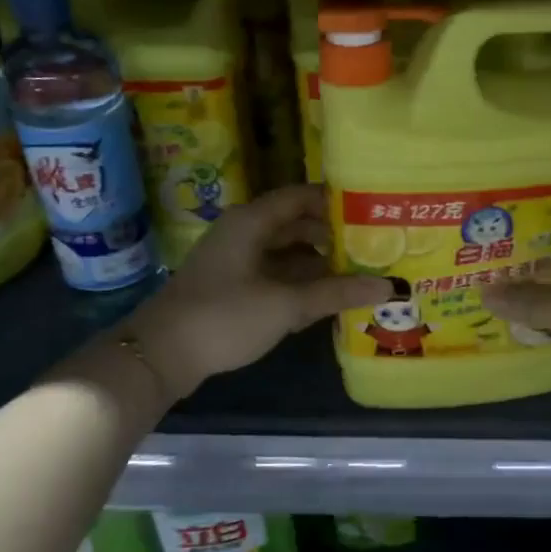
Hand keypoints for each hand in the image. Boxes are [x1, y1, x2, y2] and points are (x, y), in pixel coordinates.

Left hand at [131, 185, 389, 399]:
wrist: (161, 355)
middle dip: (333, 237)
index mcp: (251, 222)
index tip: (373, 211)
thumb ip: (336, 293)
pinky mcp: (232, 288)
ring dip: (318, 264)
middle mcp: (244, 233)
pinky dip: (299, 284)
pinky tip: (326, 300)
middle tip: (374, 248)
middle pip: (296, 225)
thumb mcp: (285, 305)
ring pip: (286, 253)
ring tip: (359, 275)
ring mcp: (236, 261)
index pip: (301, 197)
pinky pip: (274, 276)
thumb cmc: (224, 317)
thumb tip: (389, 286)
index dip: (336, 201)